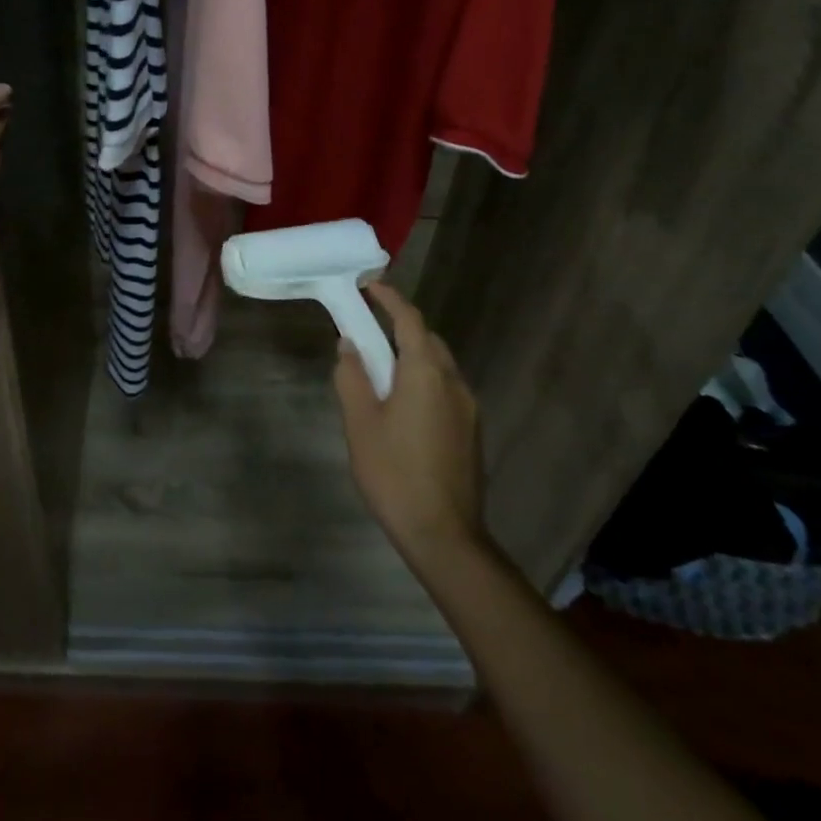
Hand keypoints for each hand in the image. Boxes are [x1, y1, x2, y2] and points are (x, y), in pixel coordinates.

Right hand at [334, 282, 486, 566]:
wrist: (445, 536)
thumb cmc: (394, 473)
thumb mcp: (360, 423)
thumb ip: (352, 377)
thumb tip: (349, 345)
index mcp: (425, 373)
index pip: (409, 320)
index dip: (389, 298)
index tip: (369, 284)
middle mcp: (453, 382)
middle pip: (427, 339)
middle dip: (400, 327)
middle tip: (368, 330)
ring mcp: (468, 408)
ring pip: (439, 365)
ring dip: (412, 355)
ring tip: (381, 371)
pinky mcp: (472, 431)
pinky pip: (445, 389)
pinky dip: (424, 380)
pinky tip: (403, 406)